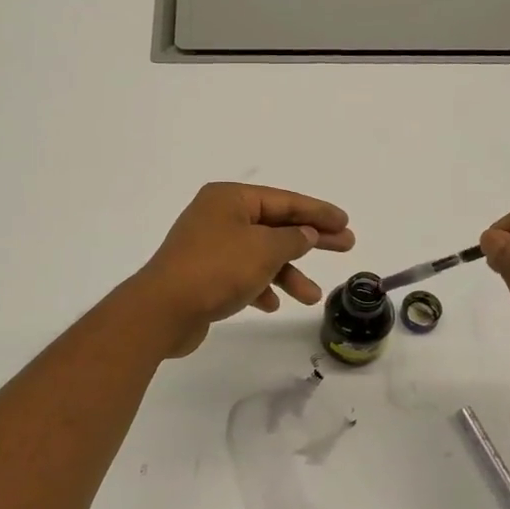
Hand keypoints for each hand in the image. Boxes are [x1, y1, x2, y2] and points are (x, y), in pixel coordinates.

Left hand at [133, 183, 355, 356]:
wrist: (164, 310)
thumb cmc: (217, 269)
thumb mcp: (264, 249)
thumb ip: (293, 238)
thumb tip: (306, 233)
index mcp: (230, 199)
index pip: (284, 200)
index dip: (318, 212)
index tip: (345, 222)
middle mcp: (218, 217)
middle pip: (275, 225)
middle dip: (310, 240)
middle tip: (346, 246)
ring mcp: (209, 246)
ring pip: (260, 255)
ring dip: (287, 273)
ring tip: (312, 297)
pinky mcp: (204, 275)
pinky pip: (242, 275)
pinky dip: (260, 287)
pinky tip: (272, 304)